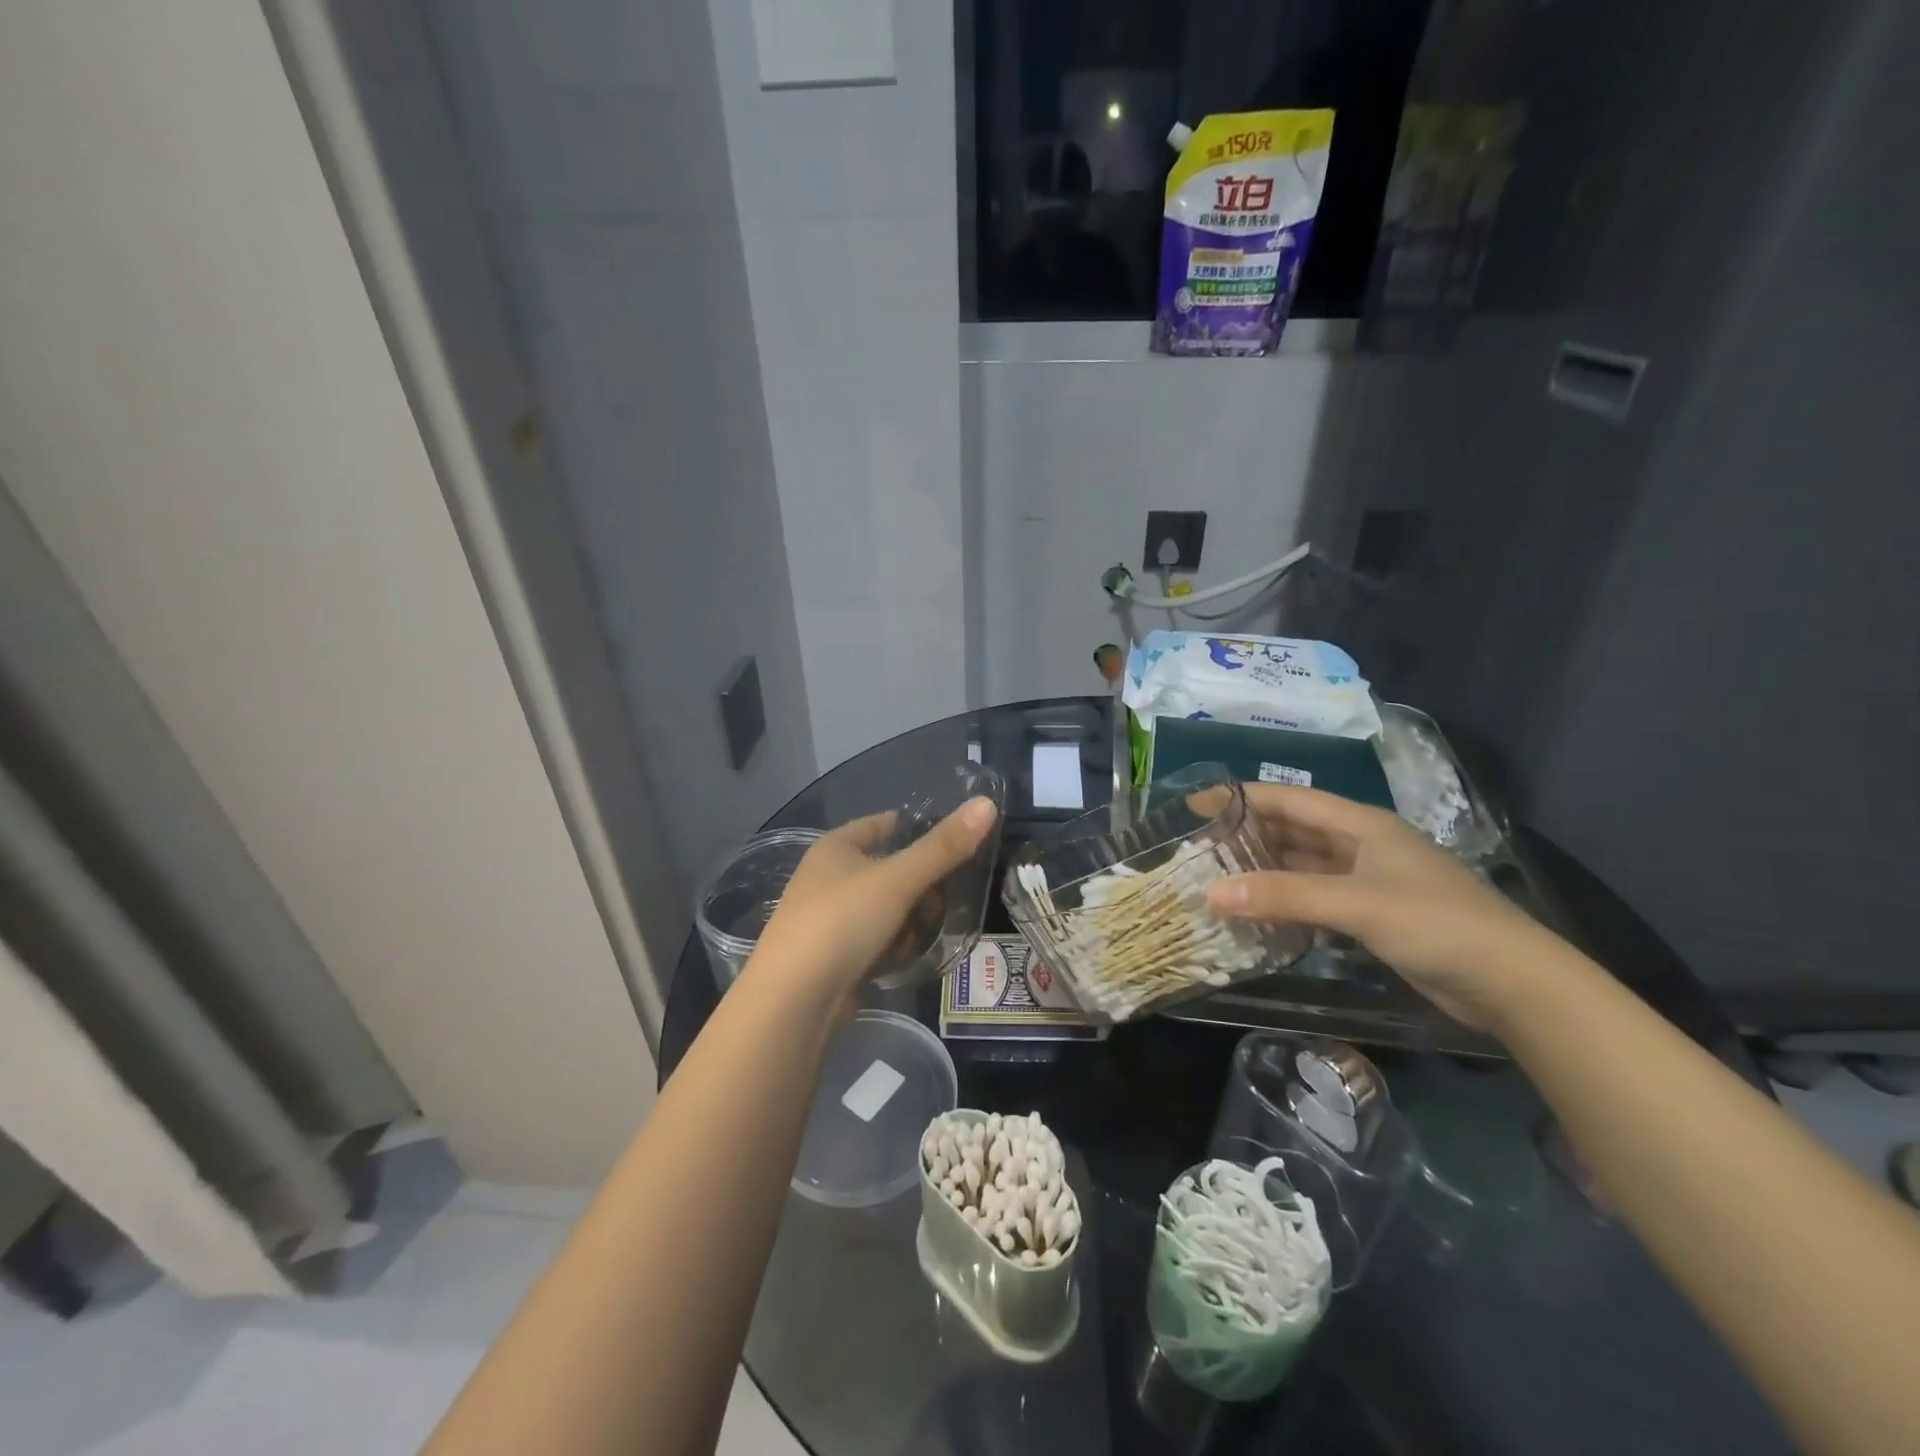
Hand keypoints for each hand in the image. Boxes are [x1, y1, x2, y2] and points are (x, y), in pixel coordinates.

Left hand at [744, 797, 999, 1003]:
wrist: (794, 1000)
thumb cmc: (842, 922)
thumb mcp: (898, 879)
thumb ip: (943, 846)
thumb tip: (987, 803)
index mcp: (835, 847)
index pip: (883, 824)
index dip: (918, 829)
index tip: (956, 842)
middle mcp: (829, 878)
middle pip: (889, 868)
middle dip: (921, 883)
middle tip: (950, 896)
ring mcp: (830, 919)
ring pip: (885, 907)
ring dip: (910, 917)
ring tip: (930, 929)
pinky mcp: (835, 956)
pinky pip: (876, 939)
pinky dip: (894, 945)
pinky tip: (907, 955)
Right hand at [1206, 784, 1545, 1027]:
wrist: (1513, 983)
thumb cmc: (1435, 923)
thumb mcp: (1356, 903)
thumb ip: (1285, 896)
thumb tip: (1212, 893)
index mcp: (1361, 824)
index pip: (1289, 800)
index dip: (1242, 798)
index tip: (1196, 805)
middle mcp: (1362, 845)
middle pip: (1294, 831)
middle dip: (1249, 835)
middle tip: (1199, 847)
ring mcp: (1369, 882)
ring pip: (1304, 867)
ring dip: (1265, 871)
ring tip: (1218, 878)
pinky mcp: (1374, 916)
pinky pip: (1317, 899)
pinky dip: (1287, 903)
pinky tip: (1259, 914)